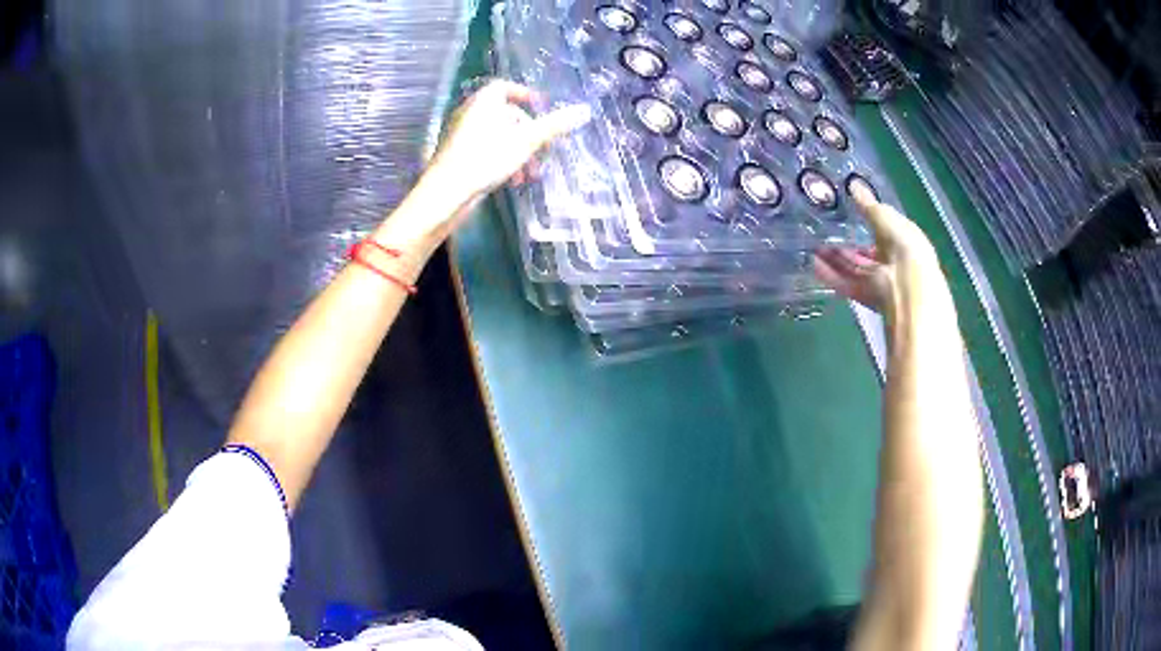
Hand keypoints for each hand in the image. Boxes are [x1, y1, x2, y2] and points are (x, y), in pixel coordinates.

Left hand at [423, 79, 592, 218]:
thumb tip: (584, 110)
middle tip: (542, 150)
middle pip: (505, 115)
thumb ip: (554, 126)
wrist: (445, 193)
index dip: (524, 94)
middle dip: (528, 132)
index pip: (504, 87)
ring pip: (497, 135)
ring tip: (530, 173)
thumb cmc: (485, 159)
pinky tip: (512, 181)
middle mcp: (469, 113)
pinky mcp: (457, 156)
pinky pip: (485, 150)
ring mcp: (461, 135)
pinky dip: (502, 159)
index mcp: (482, 102)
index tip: (541, 107)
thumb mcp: (526, 142)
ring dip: (518, 151)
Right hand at [813, 186, 938, 314]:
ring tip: (812, 246)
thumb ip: (868, 204)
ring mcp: (877, 280)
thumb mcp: (886, 216)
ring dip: (834, 258)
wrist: (908, 285)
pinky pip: (845, 283)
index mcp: (903, 241)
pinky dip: (830, 275)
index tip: (846, 214)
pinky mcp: (865, 296)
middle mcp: (891, 261)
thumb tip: (853, 184)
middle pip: (864, 252)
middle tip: (823, 231)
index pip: (883, 232)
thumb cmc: (904, 244)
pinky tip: (813, 264)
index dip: (866, 223)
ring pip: (853, 267)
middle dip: (845, 243)